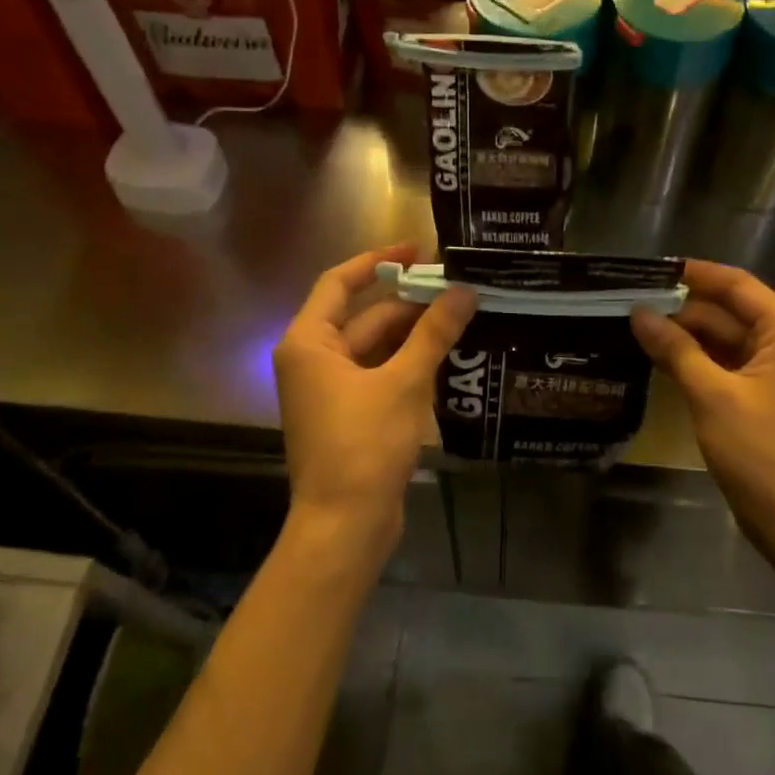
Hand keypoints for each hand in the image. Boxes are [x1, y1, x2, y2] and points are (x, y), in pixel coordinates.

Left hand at [273, 246, 475, 560]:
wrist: (345, 525)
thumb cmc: (365, 445)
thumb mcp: (404, 382)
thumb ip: (434, 333)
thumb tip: (465, 290)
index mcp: (310, 342)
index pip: (340, 283)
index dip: (377, 261)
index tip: (417, 250)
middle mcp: (314, 360)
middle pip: (364, 317)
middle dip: (409, 303)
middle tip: (458, 289)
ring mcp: (331, 390)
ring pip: (376, 348)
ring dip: (414, 335)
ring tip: (462, 317)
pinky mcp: (350, 415)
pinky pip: (381, 375)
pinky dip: (409, 364)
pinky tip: (449, 357)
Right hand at [631, 260, 774, 539]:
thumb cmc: (759, 450)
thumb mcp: (712, 394)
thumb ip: (675, 349)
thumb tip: (639, 313)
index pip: (736, 285)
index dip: (694, 274)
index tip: (650, 270)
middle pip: (727, 309)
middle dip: (681, 307)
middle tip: (631, 301)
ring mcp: (772, 367)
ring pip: (721, 336)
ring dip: (683, 333)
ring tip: (634, 324)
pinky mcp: (758, 392)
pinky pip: (722, 361)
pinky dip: (693, 357)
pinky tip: (655, 355)